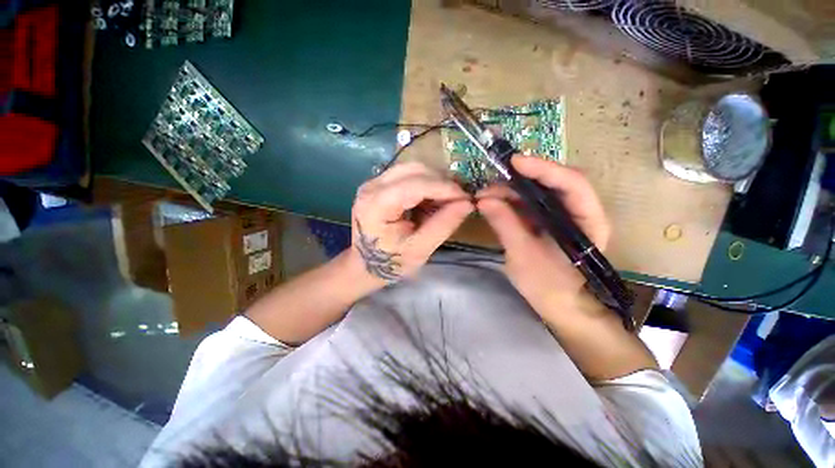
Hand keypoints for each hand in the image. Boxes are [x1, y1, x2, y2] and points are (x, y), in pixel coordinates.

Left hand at [351, 163, 472, 282]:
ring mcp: (374, 182)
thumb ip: (443, 225)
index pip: (415, 185)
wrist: (366, 263)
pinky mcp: (380, 183)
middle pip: (414, 169)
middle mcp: (372, 186)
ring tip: (448, 200)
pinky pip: (408, 174)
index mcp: (376, 205)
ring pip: (413, 168)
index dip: (444, 188)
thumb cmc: (391, 261)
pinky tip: (433, 199)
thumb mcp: (420, 250)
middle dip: (441, 182)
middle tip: (459, 199)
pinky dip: (426, 183)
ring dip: (435, 181)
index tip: (466, 198)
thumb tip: (467, 203)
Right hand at [476, 156, 609, 309]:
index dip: (544, 169)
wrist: (562, 307)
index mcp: (588, 221)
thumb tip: (483, 200)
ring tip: (485, 195)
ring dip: (511, 189)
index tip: (514, 162)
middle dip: (521, 178)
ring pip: (538, 191)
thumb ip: (506, 225)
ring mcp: (562, 215)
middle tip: (490, 182)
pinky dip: (511, 201)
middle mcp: (579, 212)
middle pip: (553, 182)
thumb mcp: (524, 257)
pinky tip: (494, 203)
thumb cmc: (551, 287)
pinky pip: (530, 204)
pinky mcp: (547, 221)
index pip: (571, 183)